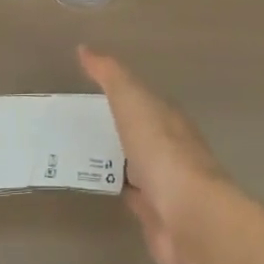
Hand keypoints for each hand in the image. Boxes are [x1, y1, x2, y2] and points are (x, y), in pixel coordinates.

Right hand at [79, 45, 227, 263]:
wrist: (188, 214)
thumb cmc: (160, 149)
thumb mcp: (131, 100)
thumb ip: (110, 76)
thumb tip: (84, 49)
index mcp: (168, 118)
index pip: (143, 101)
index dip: (120, 96)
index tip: (90, 96)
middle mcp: (170, 148)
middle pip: (139, 134)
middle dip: (115, 130)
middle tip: (75, 127)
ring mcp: (165, 183)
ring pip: (135, 166)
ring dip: (114, 162)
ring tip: (75, 156)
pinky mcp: (156, 215)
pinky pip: (131, 197)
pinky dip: (116, 190)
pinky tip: (95, 187)